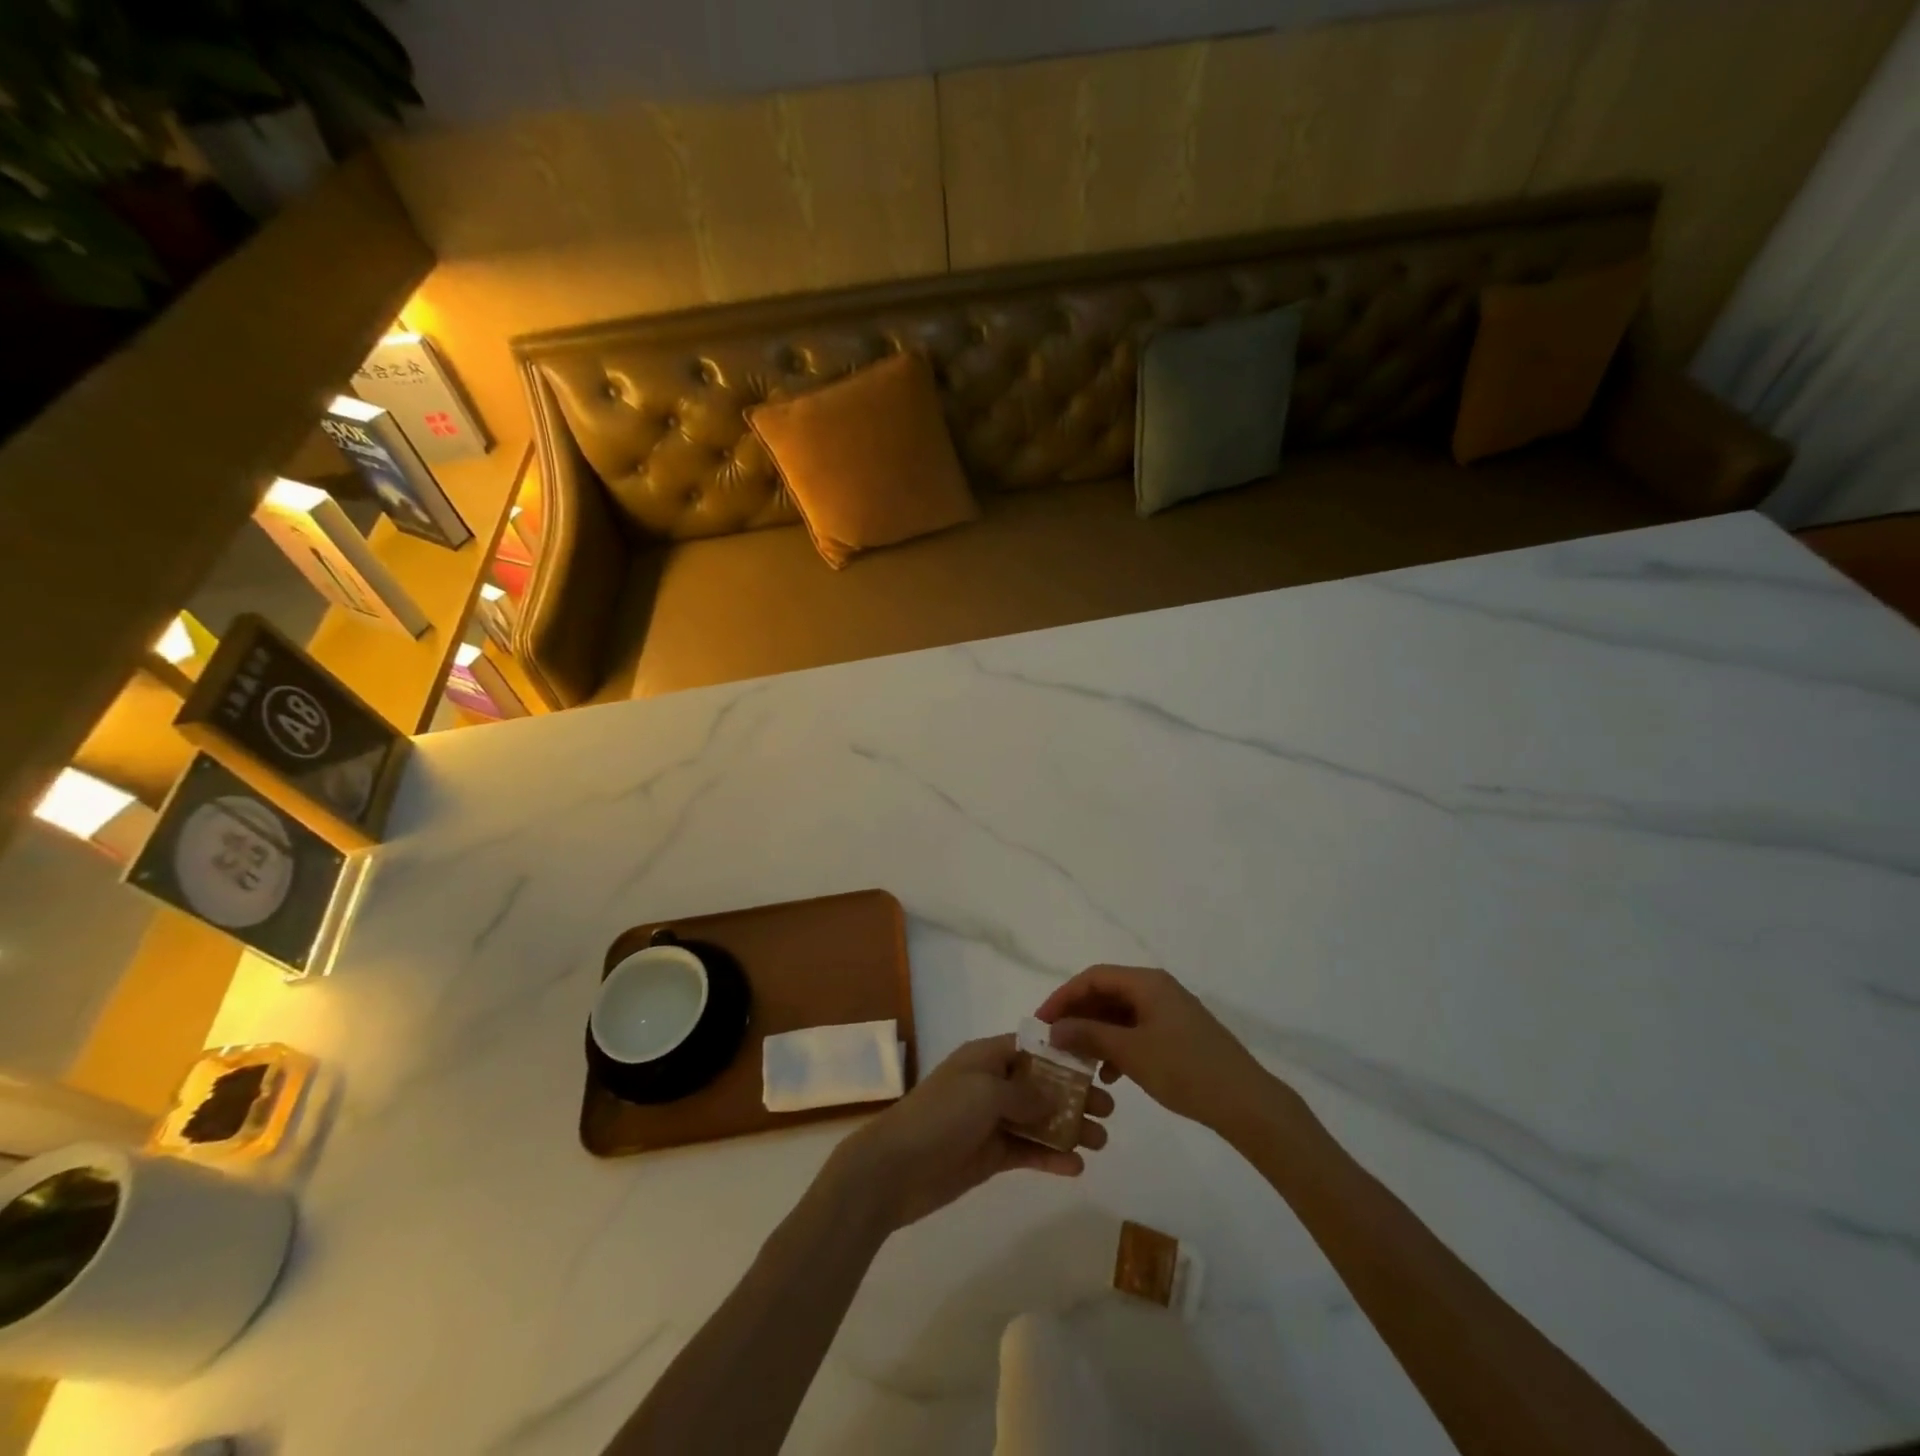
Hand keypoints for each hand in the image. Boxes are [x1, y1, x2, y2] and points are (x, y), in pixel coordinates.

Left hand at [828, 1034, 1112, 1233]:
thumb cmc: (941, 1115)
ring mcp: (989, 1122)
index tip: (1096, 1066)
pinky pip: (1026, 1152)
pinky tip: (1077, 1167)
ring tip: (1102, 1141)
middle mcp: (990, 1085)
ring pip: (1037, 1120)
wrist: (895, 1168)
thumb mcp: (986, 1092)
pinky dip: (1050, 1157)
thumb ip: (1025, 1092)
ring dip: (1068, 1128)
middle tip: (1109, 1109)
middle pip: (1039, 1085)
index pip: (1030, 1048)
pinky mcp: (989, 1156)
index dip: (1062, 1056)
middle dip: (1074, 1095)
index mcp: (985, 1057)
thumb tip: (1055, 1094)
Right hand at [1036, 965, 1273, 1133]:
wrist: (1246, 1102)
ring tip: (1077, 1060)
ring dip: (1096, 1033)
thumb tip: (1054, 1028)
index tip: (1041, 1021)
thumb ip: (1089, 1036)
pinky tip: (1110, 1075)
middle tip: (1054, 1040)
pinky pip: (1137, 1031)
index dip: (1063, 997)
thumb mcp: (1130, 1053)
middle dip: (1078, 1016)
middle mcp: (1158, 989)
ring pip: (1121, 1014)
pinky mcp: (1179, 1035)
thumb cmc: (1185, 1070)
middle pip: (1106, 993)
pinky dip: (1118, 1046)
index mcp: (1147, 983)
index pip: (1093, 977)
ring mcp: (1170, 1012)